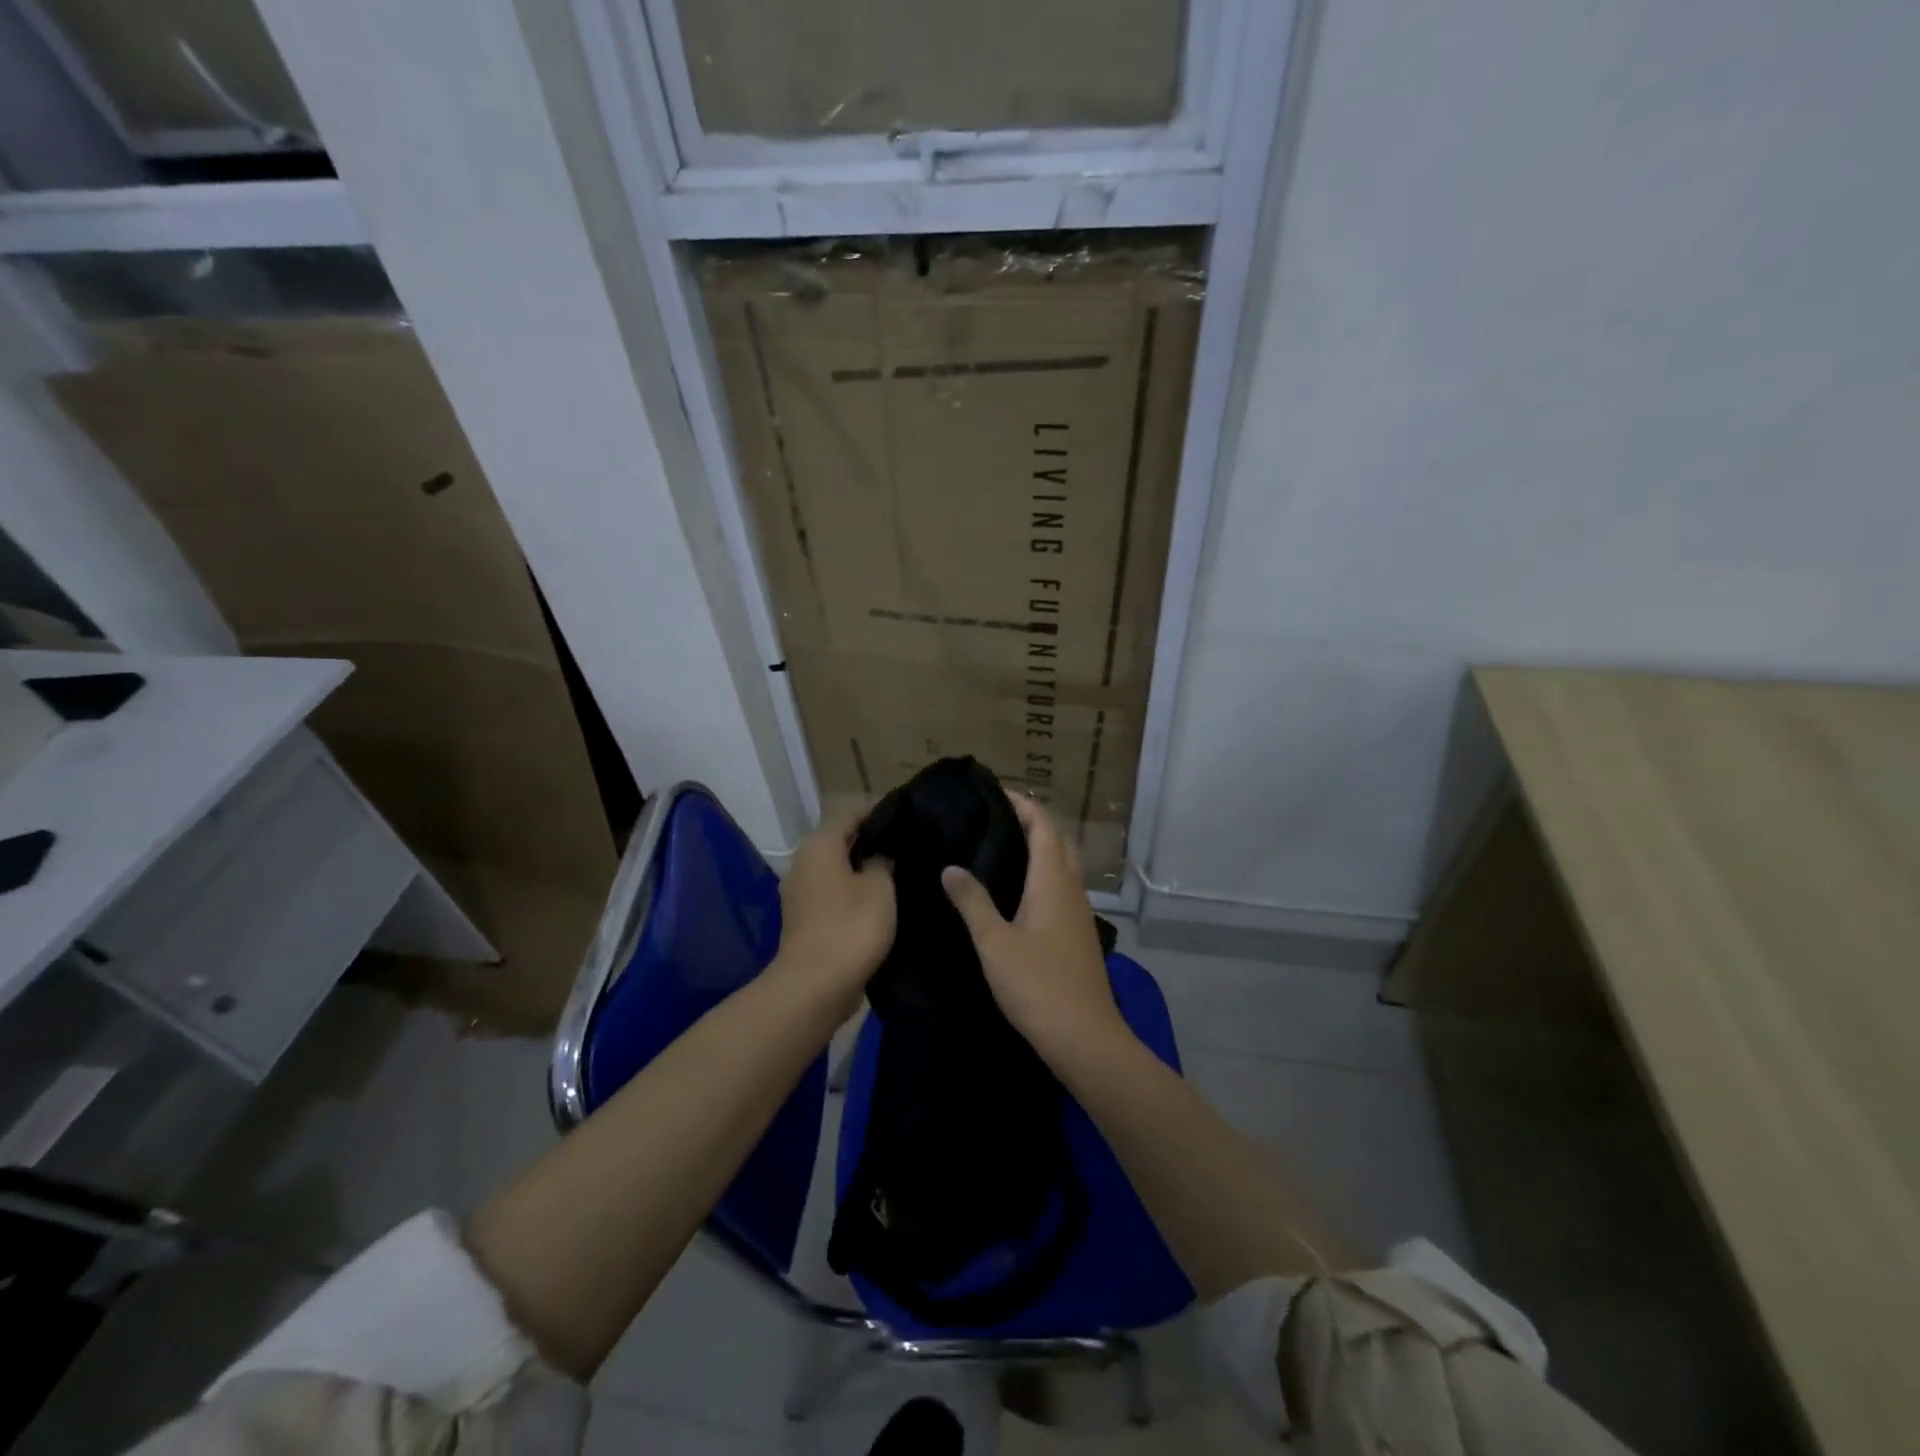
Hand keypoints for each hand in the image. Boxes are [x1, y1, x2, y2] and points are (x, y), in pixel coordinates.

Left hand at [771, 811, 893, 1014]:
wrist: (815, 986)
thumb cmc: (851, 926)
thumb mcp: (880, 887)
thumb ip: (882, 862)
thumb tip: (880, 855)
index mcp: (819, 845)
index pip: (853, 815)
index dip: (881, 813)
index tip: (909, 815)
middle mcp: (803, 863)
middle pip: (843, 843)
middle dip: (873, 843)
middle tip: (909, 845)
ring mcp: (800, 894)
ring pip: (838, 871)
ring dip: (864, 871)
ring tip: (900, 872)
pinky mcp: (805, 921)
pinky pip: (835, 896)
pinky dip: (854, 895)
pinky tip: (881, 902)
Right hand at [941, 794, 1125, 1061]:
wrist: (1084, 1038)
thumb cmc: (1038, 986)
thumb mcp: (995, 943)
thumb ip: (972, 902)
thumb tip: (951, 867)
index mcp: (1054, 881)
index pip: (1043, 825)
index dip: (1022, 803)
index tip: (993, 791)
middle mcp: (1071, 888)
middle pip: (1057, 840)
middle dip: (1030, 820)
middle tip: (992, 816)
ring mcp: (1078, 912)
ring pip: (1061, 864)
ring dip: (1038, 846)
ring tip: (998, 846)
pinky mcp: (1076, 933)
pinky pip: (1060, 886)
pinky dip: (1040, 873)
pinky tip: (1015, 890)